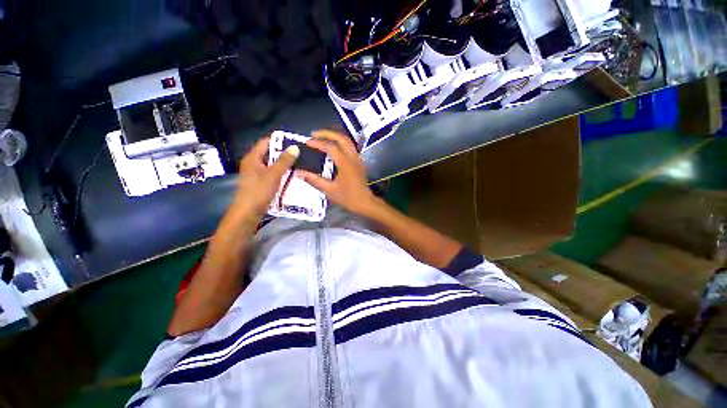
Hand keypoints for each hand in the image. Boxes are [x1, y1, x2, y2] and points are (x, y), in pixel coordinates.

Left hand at [234, 137, 298, 218]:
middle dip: (283, 153)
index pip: (266, 142)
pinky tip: (291, 175)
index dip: (279, 140)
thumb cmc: (259, 191)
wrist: (248, 212)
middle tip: (299, 153)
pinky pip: (272, 174)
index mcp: (252, 158)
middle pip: (269, 153)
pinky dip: (281, 173)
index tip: (294, 141)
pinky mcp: (260, 183)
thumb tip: (295, 147)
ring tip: (299, 162)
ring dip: (283, 164)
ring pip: (271, 164)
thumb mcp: (274, 174)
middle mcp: (253, 163)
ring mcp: (256, 174)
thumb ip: (284, 161)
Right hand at [299, 130, 377, 215]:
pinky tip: (333, 148)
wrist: (364, 203)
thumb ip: (314, 179)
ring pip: (348, 141)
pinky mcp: (359, 162)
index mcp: (345, 163)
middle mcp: (353, 157)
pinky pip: (350, 147)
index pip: (331, 147)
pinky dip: (340, 143)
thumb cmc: (347, 197)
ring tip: (322, 138)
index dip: (318, 143)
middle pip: (342, 138)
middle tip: (314, 134)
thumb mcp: (329, 190)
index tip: (307, 142)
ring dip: (335, 137)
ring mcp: (358, 159)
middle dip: (327, 133)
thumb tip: (299, 172)